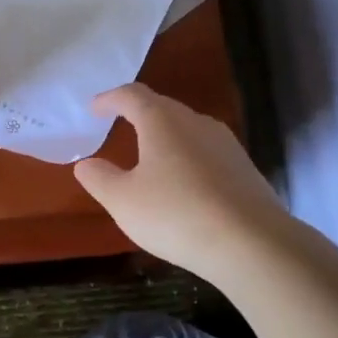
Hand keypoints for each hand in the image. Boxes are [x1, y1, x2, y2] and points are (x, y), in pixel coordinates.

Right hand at [73, 83, 290, 283]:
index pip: (132, 95)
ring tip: (149, 157)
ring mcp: (226, 143)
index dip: (110, 99)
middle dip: (138, 114)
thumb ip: (100, 178)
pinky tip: (183, 185)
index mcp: (162, 121)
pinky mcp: (244, 168)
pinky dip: (187, 160)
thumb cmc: (176, 214)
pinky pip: (206, 153)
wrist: (251, 242)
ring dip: (165, 138)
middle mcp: (196, 122)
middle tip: (119, 126)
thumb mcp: (123, 201)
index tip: (95, 108)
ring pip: (188, 130)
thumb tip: (86, 163)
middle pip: (163, 108)